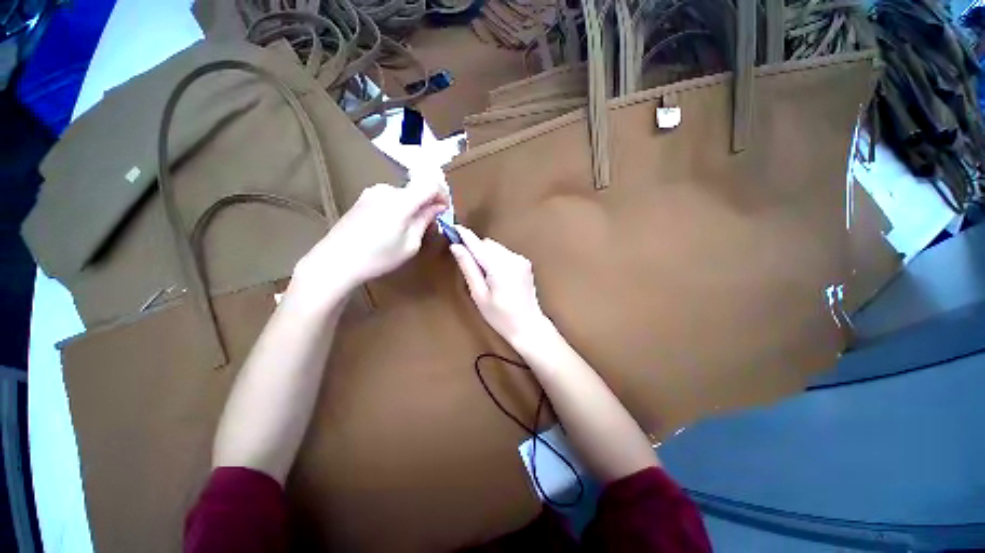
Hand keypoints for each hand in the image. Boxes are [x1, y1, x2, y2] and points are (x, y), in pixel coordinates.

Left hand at [294, 181, 447, 294]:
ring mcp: (372, 193)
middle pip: (416, 189)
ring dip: (413, 208)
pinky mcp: (363, 199)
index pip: (430, 183)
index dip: (442, 194)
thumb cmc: (378, 257)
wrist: (335, 261)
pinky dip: (399, 209)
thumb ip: (425, 221)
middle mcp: (386, 190)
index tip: (445, 210)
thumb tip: (437, 207)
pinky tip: (392, 228)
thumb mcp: (410, 244)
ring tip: (410, 230)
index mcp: (401, 201)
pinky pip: (390, 199)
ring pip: (404, 195)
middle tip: (429, 226)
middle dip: (427, 204)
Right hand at [450, 225, 551, 344]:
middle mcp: (512, 258)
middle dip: (477, 251)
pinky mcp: (525, 263)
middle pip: (488, 244)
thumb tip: (456, 247)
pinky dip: (497, 259)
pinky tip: (497, 277)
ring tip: (486, 277)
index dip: (464, 236)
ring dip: (487, 255)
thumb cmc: (500, 316)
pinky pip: (505, 253)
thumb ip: (468, 268)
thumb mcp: (479, 294)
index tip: (453, 228)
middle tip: (472, 269)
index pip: (478, 245)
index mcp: (500, 267)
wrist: (528, 326)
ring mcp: (521, 259)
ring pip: (496, 248)